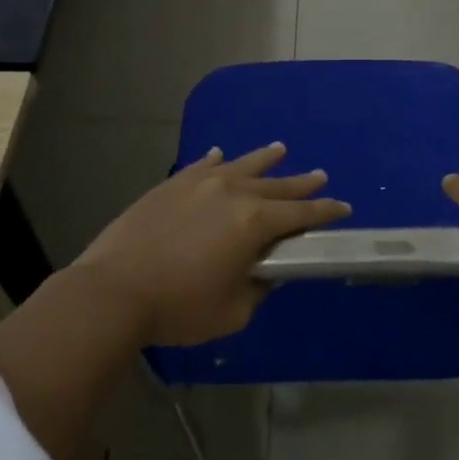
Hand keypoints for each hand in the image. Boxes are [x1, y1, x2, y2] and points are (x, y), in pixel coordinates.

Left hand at [74, 143, 350, 346]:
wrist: (114, 290)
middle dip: (302, 184)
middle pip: (277, 185)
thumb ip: (259, 287)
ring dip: (265, 159)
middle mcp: (233, 192)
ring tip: (281, 149)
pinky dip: (216, 160)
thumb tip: (267, 269)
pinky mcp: (172, 184)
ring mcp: (200, 183)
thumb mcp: (233, 310)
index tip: (343, 207)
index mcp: (254, 222)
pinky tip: (220, 154)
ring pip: (242, 165)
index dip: (326, 211)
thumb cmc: (179, 307)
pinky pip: (202, 165)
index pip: (301, 214)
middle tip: (320, 177)